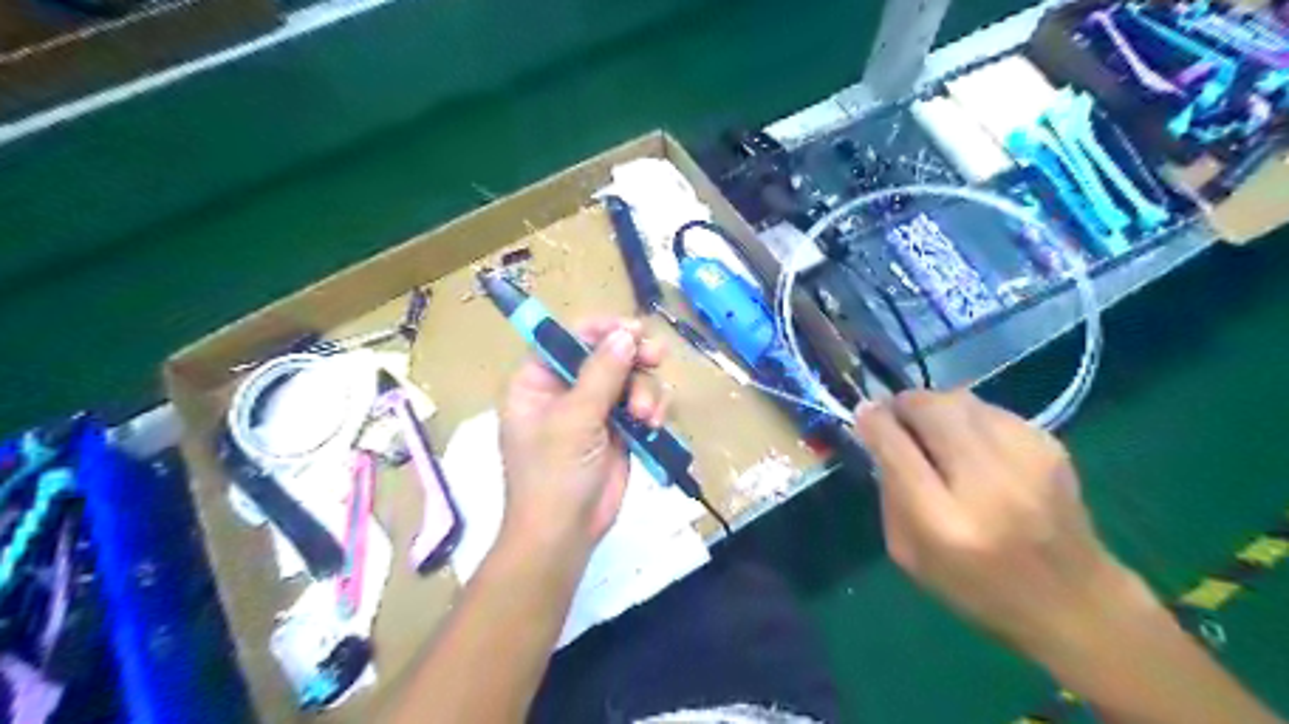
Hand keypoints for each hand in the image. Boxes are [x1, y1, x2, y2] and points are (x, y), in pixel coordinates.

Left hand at [498, 316, 670, 560]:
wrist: (565, 534)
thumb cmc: (554, 475)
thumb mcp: (574, 420)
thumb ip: (601, 374)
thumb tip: (626, 334)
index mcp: (537, 381)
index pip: (567, 337)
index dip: (599, 329)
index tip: (632, 329)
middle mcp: (565, 389)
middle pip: (605, 353)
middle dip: (632, 357)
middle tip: (655, 357)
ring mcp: (594, 409)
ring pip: (630, 378)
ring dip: (645, 391)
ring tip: (647, 416)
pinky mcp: (618, 429)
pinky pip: (642, 403)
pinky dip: (653, 409)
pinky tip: (654, 426)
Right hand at [855, 394, 1159, 663]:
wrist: (1076, 602)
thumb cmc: (978, 587)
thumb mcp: (910, 556)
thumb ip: (890, 493)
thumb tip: (879, 436)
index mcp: (944, 522)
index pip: (896, 447)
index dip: (873, 421)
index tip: (863, 413)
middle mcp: (988, 483)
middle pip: (930, 408)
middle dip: (904, 405)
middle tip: (898, 419)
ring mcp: (1026, 459)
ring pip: (960, 398)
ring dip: (936, 408)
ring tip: (935, 434)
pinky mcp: (1050, 445)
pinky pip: (989, 409)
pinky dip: (969, 418)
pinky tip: (973, 446)